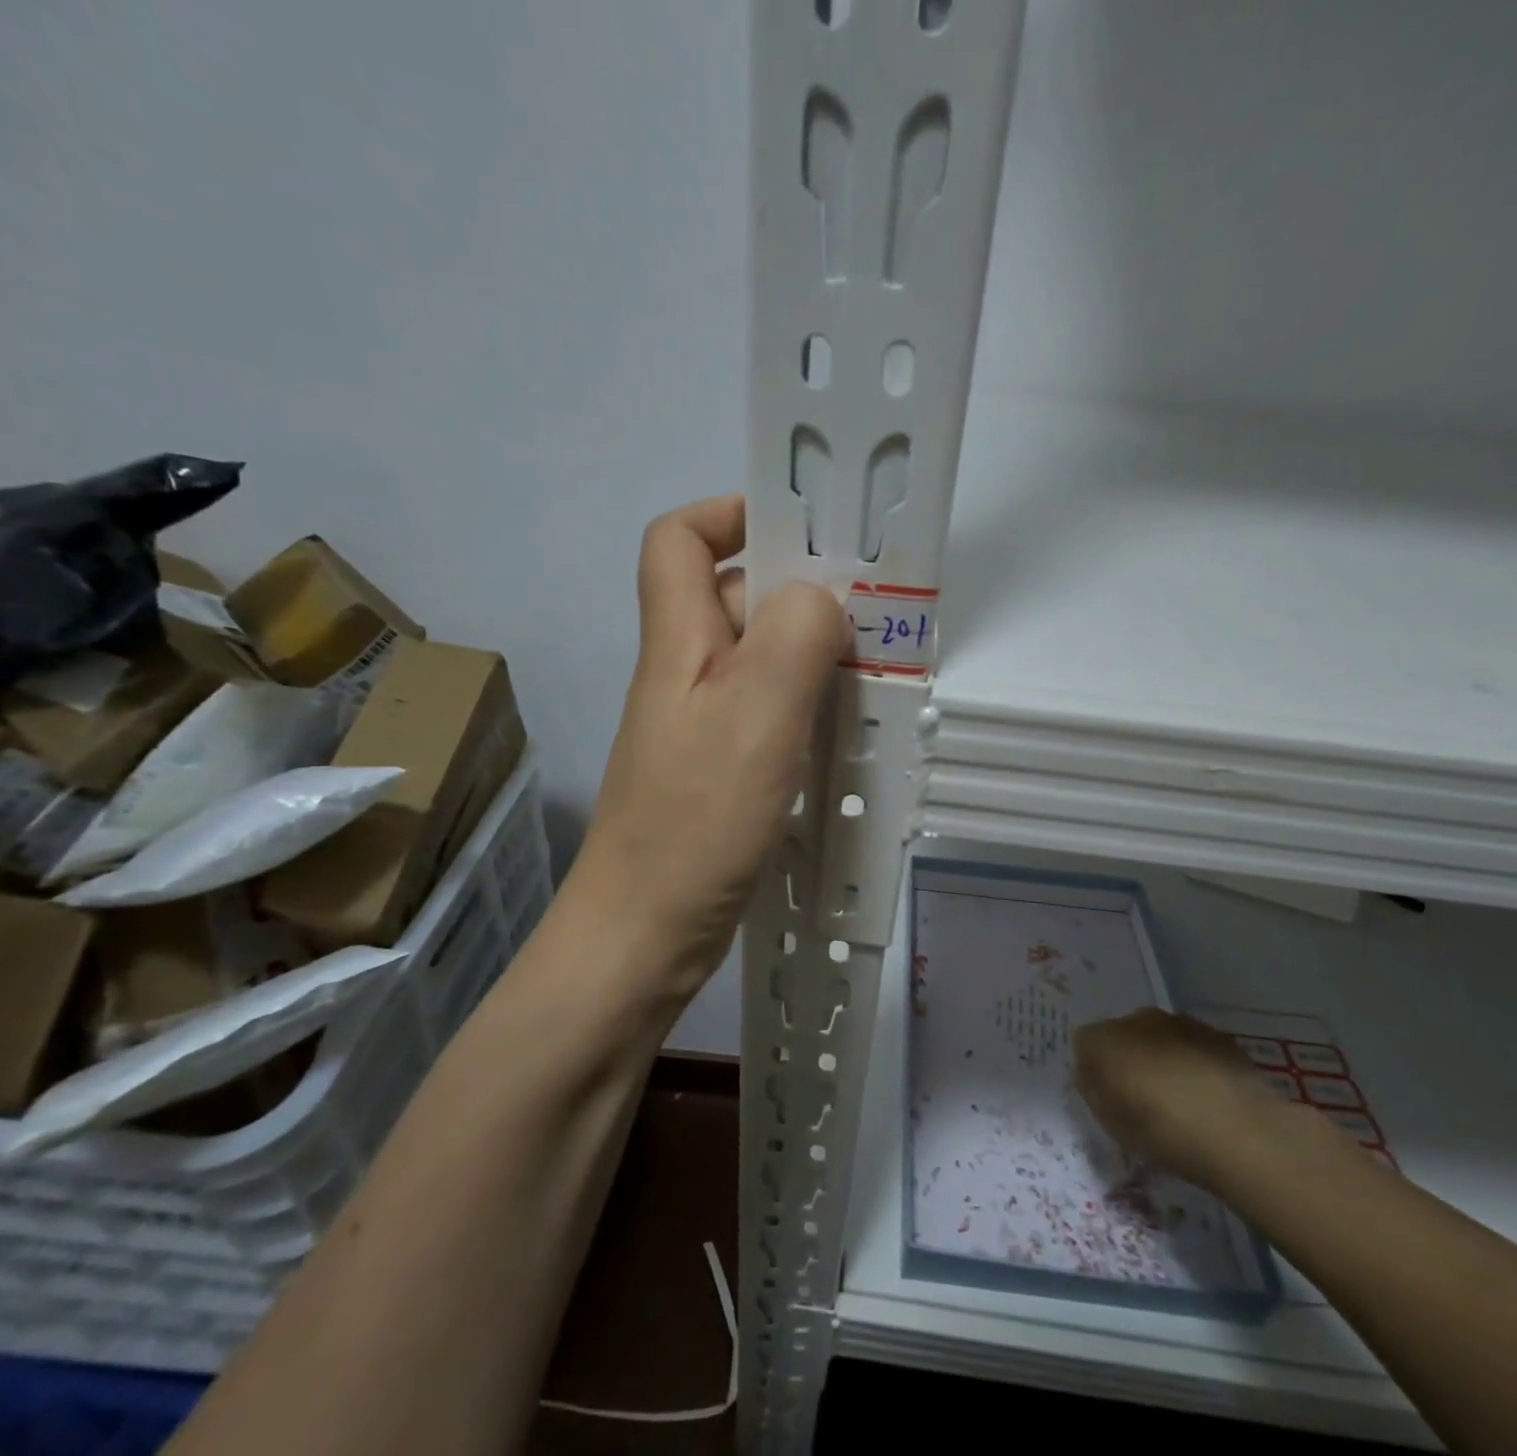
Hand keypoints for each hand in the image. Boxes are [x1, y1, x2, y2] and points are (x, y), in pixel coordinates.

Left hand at [573, 496, 848, 997]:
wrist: (645, 935)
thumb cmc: (695, 819)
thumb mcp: (756, 711)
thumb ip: (796, 634)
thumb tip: (820, 600)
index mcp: (677, 640)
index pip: (678, 539)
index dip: (729, 513)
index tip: (799, 531)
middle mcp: (684, 673)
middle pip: (733, 597)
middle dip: (800, 594)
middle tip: (868, 619)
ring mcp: (700, 725)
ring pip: (760, 660)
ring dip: (813, 658)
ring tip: (871, 679)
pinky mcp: (718, 770)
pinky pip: (768, 714)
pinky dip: (807, 710)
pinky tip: (846, 736)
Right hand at [1072, 1008, 1307, 1190]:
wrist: (1243, 1133)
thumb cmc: (1165, 1133)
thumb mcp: (1115, 1126)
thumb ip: (1095, 1094)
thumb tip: (1091, 1076)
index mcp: (1103, 1039)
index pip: (1084, 1044)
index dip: (1093, 1070)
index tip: (1108, 1098)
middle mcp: (1136, 1019)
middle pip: (1121, 1035)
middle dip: (1127, 1059)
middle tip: (1142, 1099)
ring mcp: (1178, 1022)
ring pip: (1158, 1038)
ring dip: (1161, 1058)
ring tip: (1180, 1100)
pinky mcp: (1216, 1034)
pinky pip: (1191, 1045)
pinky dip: (1192, 1062)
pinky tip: (1208, 1096)